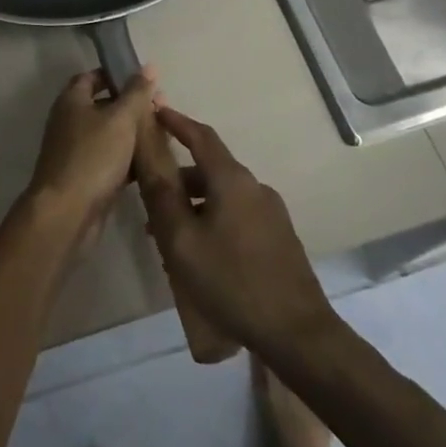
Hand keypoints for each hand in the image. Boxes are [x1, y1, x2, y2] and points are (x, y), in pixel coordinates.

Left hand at [23, 67, 161, 235]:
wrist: (67, 213)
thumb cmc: (92, 156)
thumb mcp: (120, 119)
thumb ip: (136, 93)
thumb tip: (148, 66)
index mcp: (72, 101)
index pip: (92, 76)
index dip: (116, 74)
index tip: (143, 79)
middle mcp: (70, 122)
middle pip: (103, 105)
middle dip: (131, 105)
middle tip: (161, 107)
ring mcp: (77, 152)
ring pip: (110, 135)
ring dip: (133, 133)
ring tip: (163, 132)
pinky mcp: (86, 178)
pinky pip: (111, 160)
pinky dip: (129, 159)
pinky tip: (153, 161)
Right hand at [135, 107, 337, 357]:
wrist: (297, 333)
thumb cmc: (232, 281)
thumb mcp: (183, 241)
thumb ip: (162, 196)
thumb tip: (148, 155)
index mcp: (232, 180)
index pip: (201, 136)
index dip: (176, 122)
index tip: (155, 113)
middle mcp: (254, 187)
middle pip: (209, 170)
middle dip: (178, 181)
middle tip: (149, 201)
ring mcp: (271, 213)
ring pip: (222, 197)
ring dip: (194, 207)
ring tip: (168, 238)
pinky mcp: (279, 237)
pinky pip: (237, 216)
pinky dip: (213, 221)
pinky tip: (201, 255)